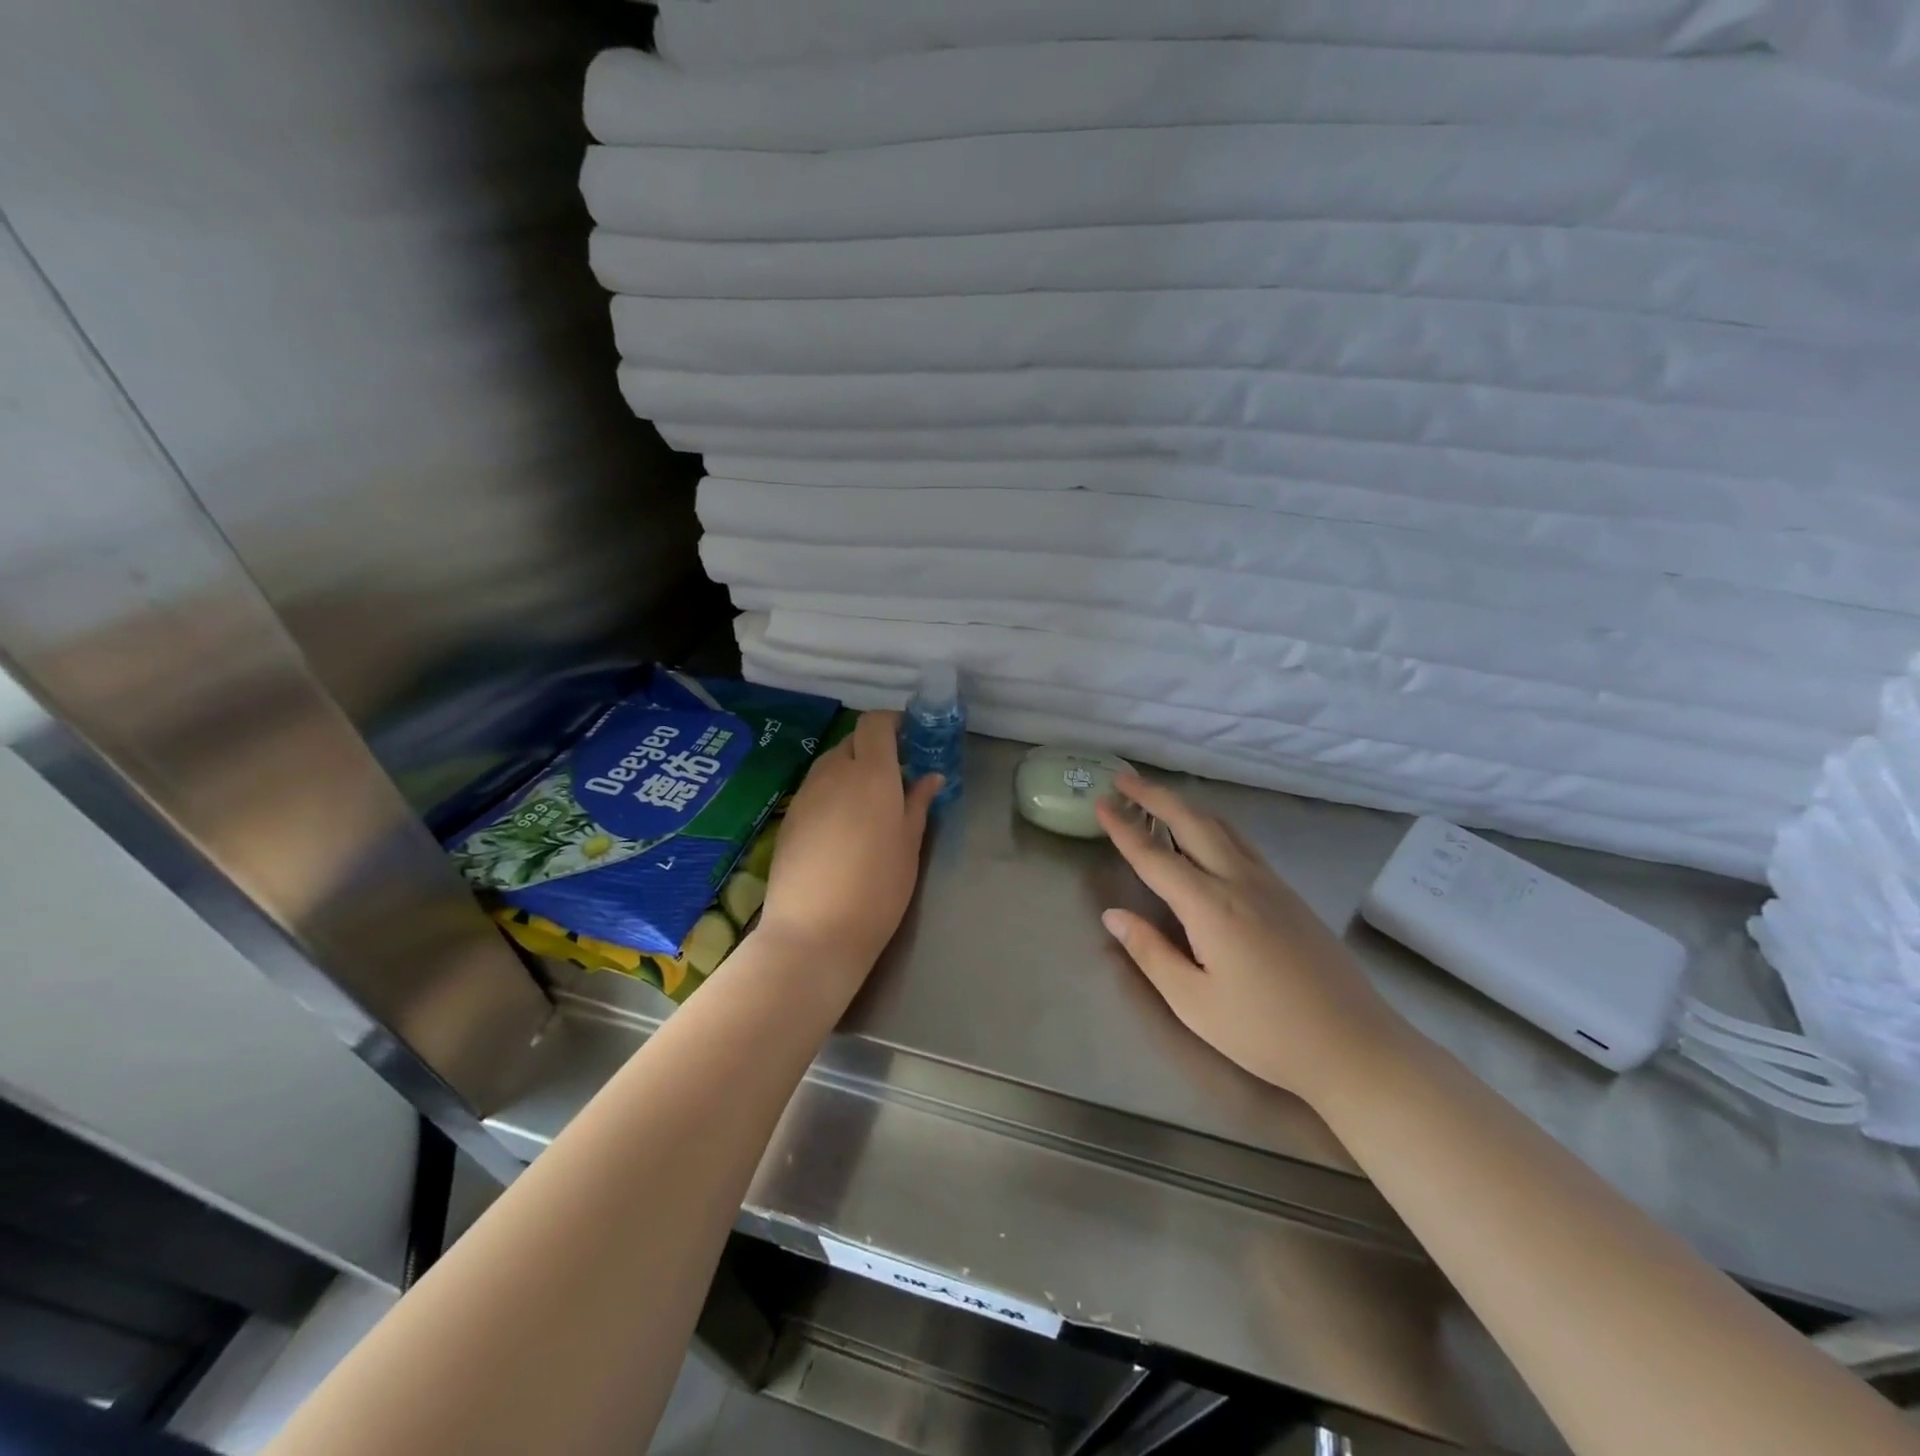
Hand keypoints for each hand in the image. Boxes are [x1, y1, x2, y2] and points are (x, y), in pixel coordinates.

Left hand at [757, 711, 940, 984]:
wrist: (814, 931)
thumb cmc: (877, 888)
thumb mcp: (909, 846)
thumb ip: (918, 804)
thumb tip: (930, 776)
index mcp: (871, 773)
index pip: (875, 723)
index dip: (892, 723)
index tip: (910, 739)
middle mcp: (834, 773)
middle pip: (852, 741)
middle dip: (874, 749)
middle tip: (895, 778)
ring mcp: (806, 794)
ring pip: (830, 764)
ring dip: (851, 770)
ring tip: (869, 805)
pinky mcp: (789, 817)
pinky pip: (815, 788)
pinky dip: (832, 792)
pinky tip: (842, 827)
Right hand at [1096, 775, 1402, 1107]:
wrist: (1355, 1046)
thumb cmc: (1266, 1033)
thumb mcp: (1194, 1003)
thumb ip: (1150, 953)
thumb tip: (1113, 915)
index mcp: (1210, 906)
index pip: (1154, 857)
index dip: (1123, 829)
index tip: (1100, 803)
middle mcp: (1239, 881)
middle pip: (1191, 823)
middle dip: (1154, 797)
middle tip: (1123, 779)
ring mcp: (1270, 884)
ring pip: (1222, 827)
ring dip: (1185, 807)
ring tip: (1158, 799)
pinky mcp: (1290, 895)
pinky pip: (1243, 843)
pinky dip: (1214, 825)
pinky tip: (1208, 835)